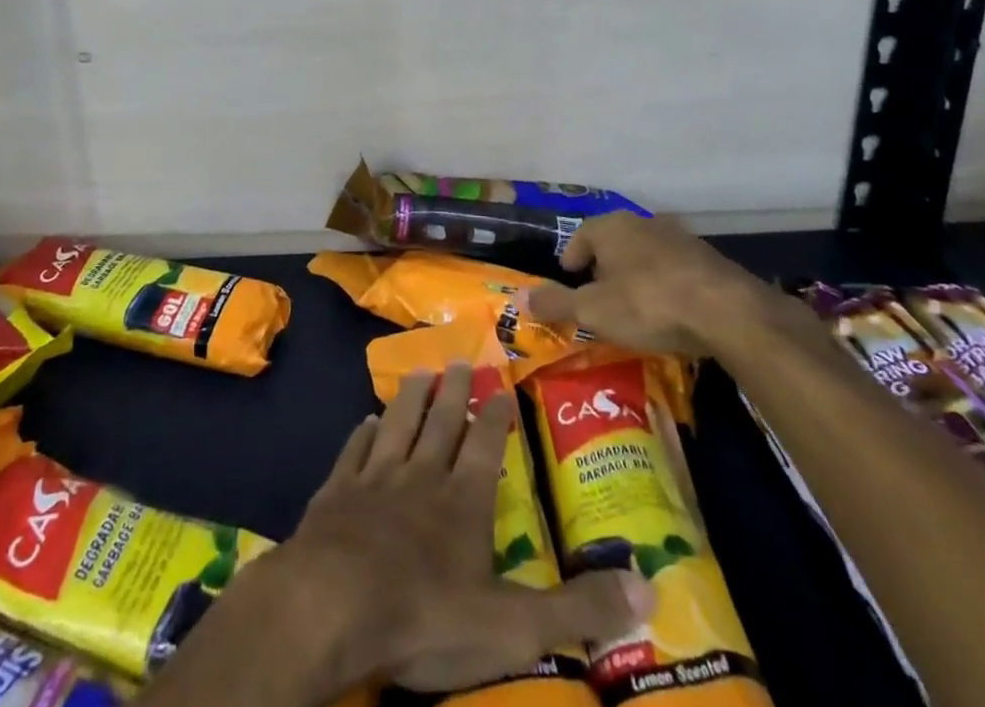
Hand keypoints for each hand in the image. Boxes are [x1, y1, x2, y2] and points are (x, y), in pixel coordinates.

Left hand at [269, 363, 649, 694]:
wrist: (335, 602)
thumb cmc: (427, 612)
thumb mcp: (515, 625)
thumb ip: (578, 608)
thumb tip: (649, 587)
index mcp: (463, 500)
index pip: (485, 446)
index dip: (495, 417)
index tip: (501, 387)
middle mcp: (421, 477)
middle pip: (440, 423)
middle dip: (452, 391)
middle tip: (458, 360)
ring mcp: (374, 480)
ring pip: (397, 426)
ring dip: (408, 399)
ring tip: (417, 372)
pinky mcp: (336, 493)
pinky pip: (352, 453)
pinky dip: (360, 435)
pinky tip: (364, 422)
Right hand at [526, 210, 784, 358]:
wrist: (727, 310)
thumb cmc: (648, 303)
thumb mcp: (593, 310)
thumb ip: (556, 304)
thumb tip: (520, 300)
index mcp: (611, 226)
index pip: (581, 235)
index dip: (572, 257)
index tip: (570, 279)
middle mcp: (643, 223)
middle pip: (614, 242)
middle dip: (604, 267)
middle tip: (598, 296)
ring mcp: (679, 238)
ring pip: (645, 254)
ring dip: (636, 275)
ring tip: (633, 305)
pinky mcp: (708, 259)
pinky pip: (674, 269)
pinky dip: (665, 285)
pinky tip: (668, 311)